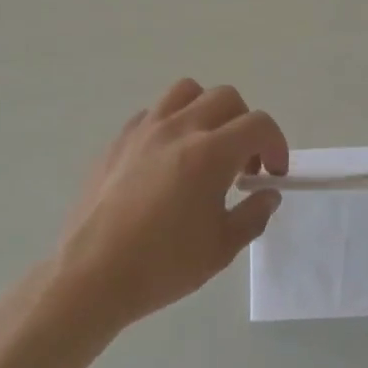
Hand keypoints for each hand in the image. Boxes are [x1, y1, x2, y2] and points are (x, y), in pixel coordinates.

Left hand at [55, 79, 287, 330]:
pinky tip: (168, 159)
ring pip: (186, 92)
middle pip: (226, 97)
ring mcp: (144, 129)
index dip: (276, 145)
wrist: (91, 275)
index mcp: (210, 153)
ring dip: (207, 111)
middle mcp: (179, 128)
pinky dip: (172, 124)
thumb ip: (253, 214)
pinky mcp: (119, 140)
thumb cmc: (162, 265)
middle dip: (245, 124)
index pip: (258, 124)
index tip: (273, 174)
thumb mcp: (222, 248)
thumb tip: (267, 194)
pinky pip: (154, 112)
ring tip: (206, 147)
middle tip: (243, 163)